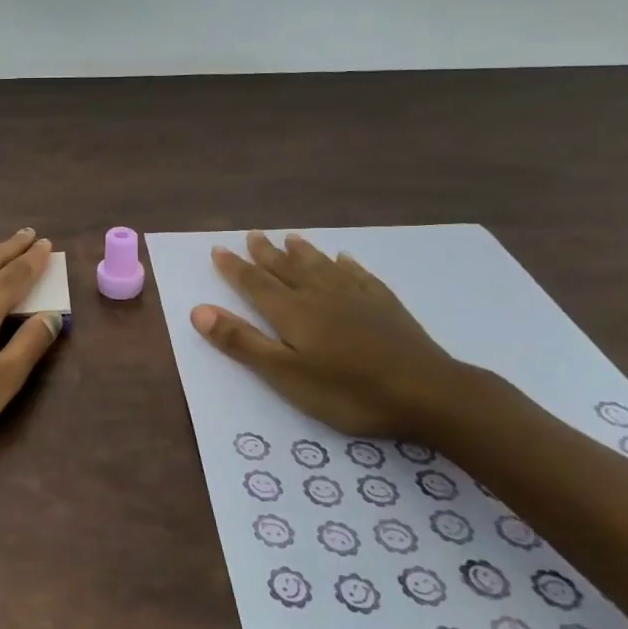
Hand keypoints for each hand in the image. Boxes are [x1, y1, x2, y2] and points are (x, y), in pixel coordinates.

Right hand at [191, 231, 467, 440]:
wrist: (429, 393)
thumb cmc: (349, 391)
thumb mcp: (285, 375)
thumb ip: (242, 342)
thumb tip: (198, 310)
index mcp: (292, 313)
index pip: (255, 283)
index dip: (234, 267)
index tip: (218, 249)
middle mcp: (320, 296)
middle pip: (287, 269)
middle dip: (266, 253)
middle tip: (253, 235)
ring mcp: (357, 298)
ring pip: (322, 267)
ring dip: (303, 252)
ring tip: (291, 237)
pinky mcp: (386, 307)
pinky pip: (360, 276)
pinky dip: (347, 265)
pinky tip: (345, 259)